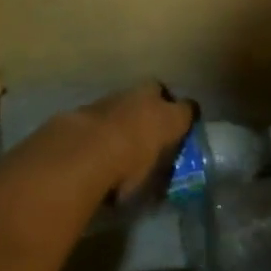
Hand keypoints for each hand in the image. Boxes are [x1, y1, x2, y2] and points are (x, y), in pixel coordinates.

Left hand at [47, 82, 195, 200]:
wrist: (82, 153)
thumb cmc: (126, 170)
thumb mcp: (149, 180)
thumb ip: (157, 172)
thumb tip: (158, 177)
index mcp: (169, 117)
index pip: (188, 109)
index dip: (186, 118)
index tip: (183, 129)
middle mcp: (146, 99)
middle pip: (157, 91)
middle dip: (156, 103)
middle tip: (151, 125)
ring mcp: (117, 97)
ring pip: (128, 98)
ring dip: (127, 111)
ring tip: (120, 135)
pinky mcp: (90, 103)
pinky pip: (104, 109)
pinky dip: (104, 120)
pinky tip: (97, 138)